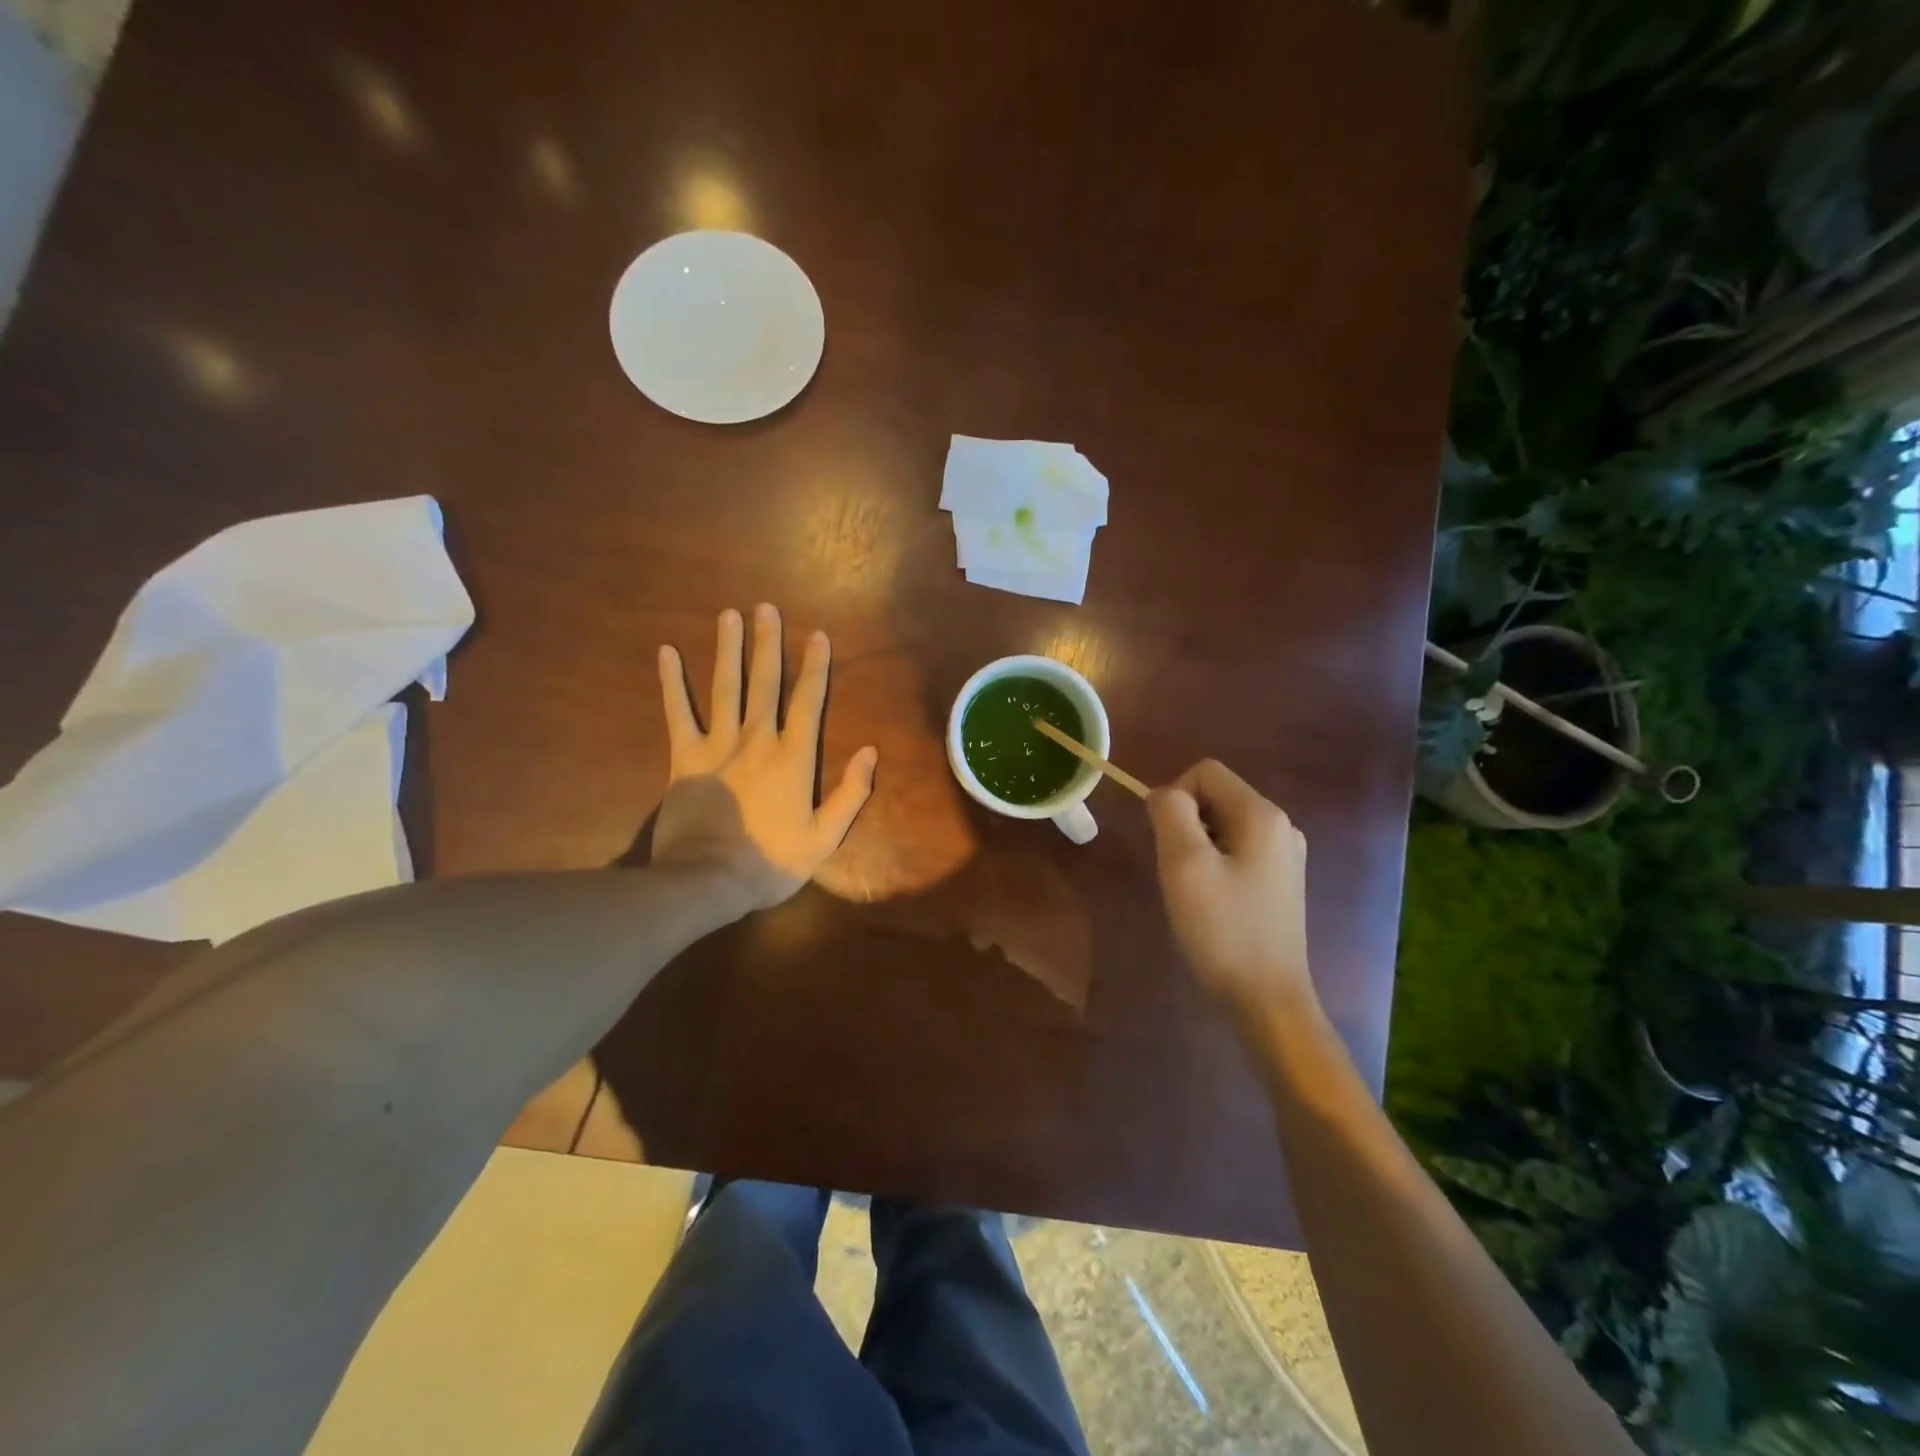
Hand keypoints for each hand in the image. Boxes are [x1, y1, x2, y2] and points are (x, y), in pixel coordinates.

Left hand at [654, 604, 877, 909]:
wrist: (706, 880)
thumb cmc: (770, 862)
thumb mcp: (824, 838)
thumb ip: (850, 793)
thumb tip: (869, 751)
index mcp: (793, 757)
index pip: (809, 701)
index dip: (815, 666)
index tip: (817, 635)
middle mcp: (757, 740)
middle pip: (765, 682)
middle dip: (768, 643)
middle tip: (766, 607)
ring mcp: (717, 745)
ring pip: (725, 687)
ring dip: (728, 649)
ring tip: (729, 615)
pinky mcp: (685, 757)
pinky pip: (677, 712)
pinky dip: (672, 682)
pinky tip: (667, 652)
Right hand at [1148, 760, 1312, 1013]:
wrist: (1267, 1000)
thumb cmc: (1223, 930)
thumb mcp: (1184, 866)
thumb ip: (1171, 814)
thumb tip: (1164, 794)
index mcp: (1262, 815)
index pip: (1205, 772)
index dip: (1174, 796)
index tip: (1166, 843)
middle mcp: (1281, 826)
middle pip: (1215, 796)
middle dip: (1185, 823)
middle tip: (1177, 871)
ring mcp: (1285, 855)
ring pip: (1223, 825)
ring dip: (1197, 846)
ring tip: (1193, 890)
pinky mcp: (1280, 882)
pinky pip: (1236, 851)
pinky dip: (1214, 864)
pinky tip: (1212, 903)